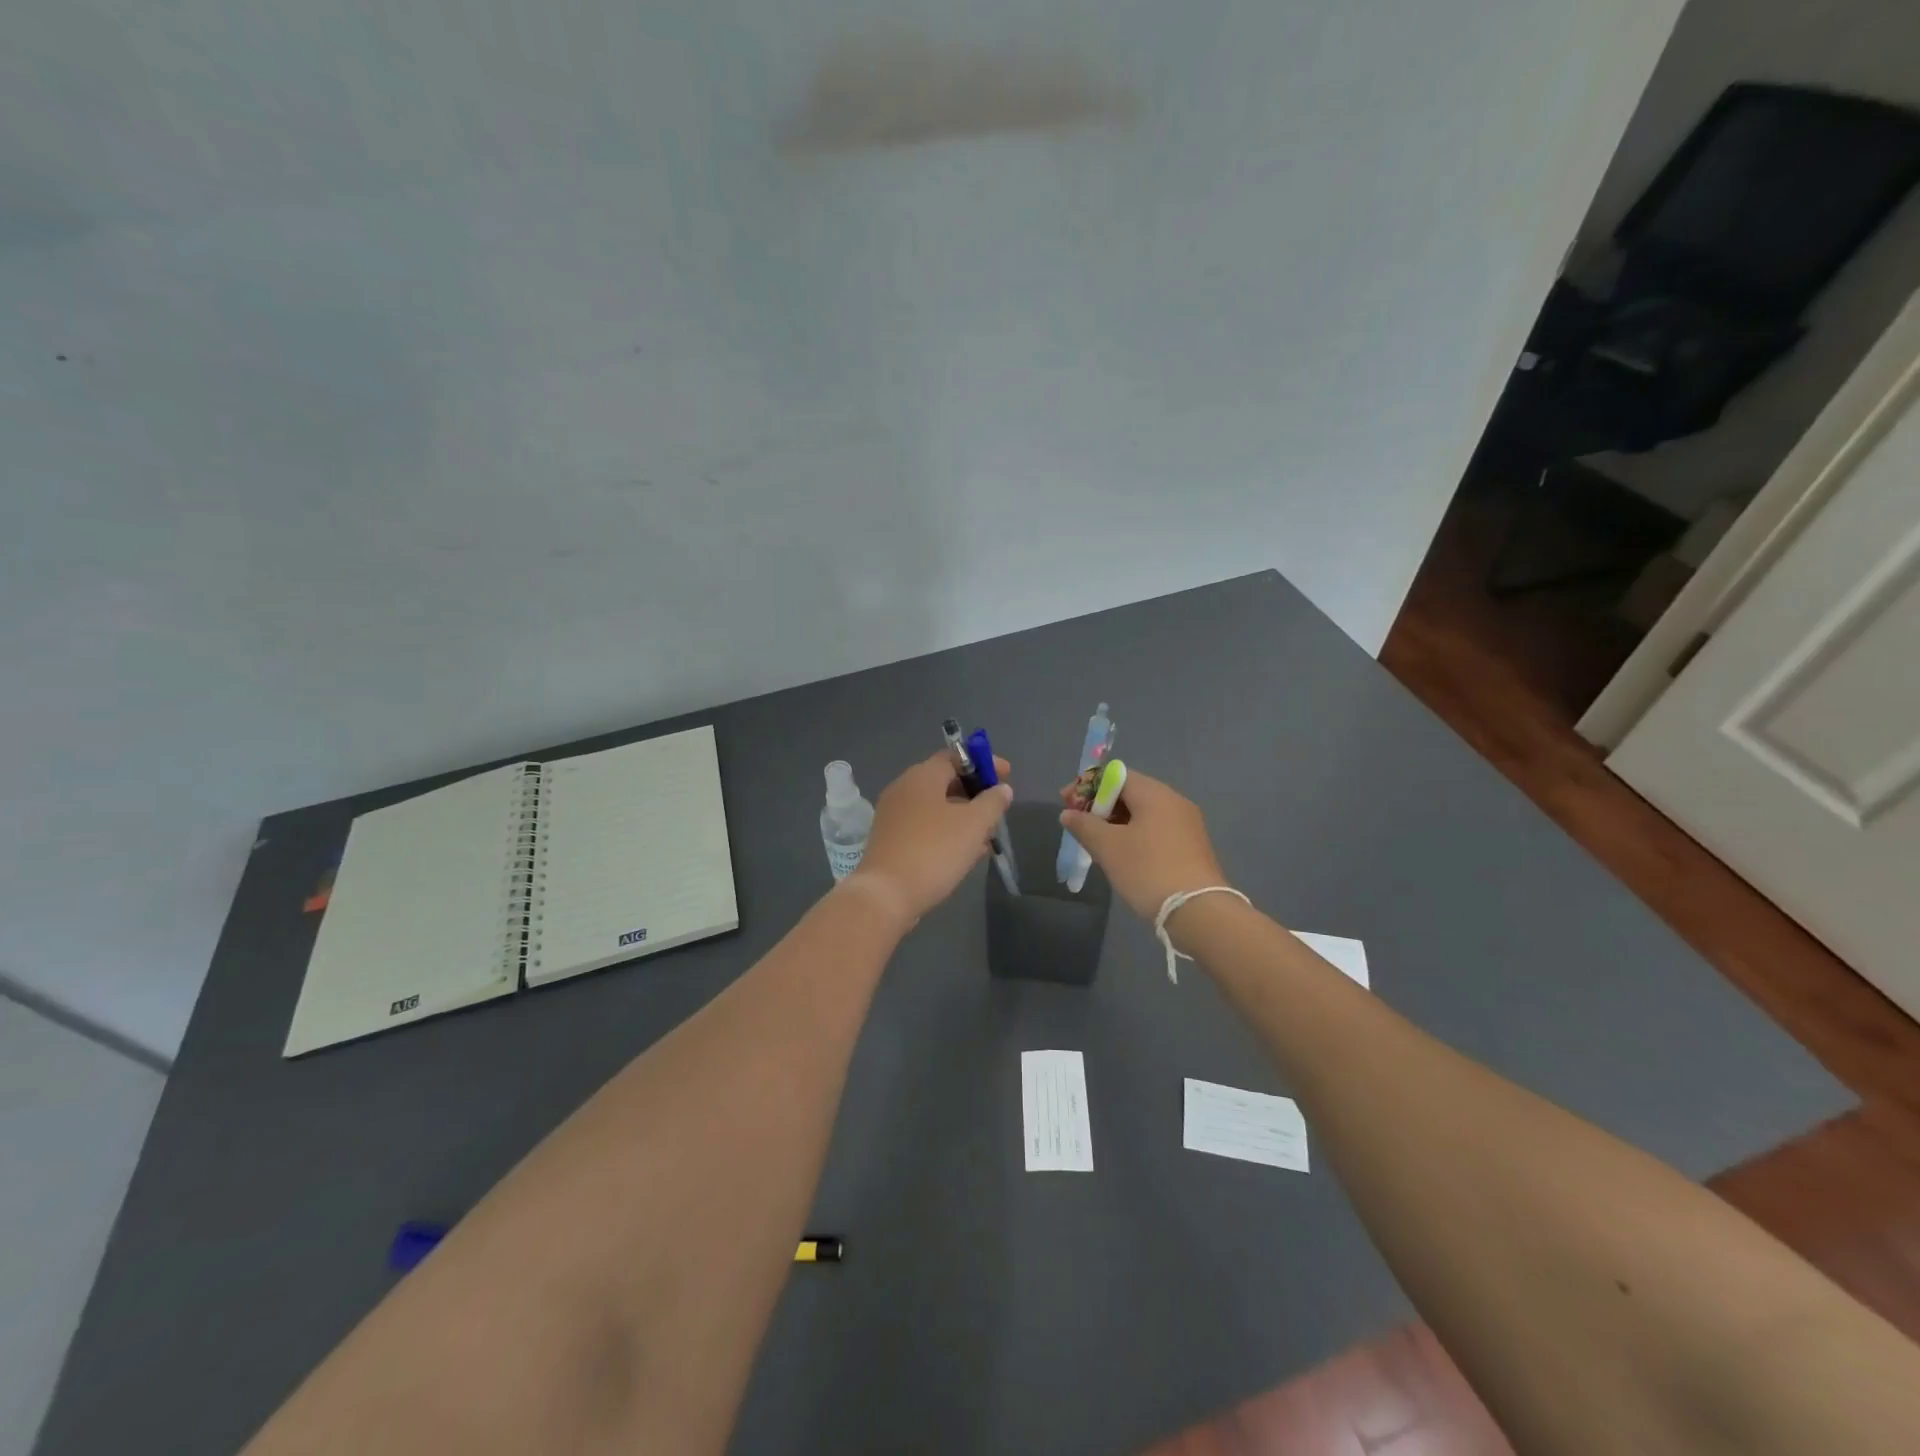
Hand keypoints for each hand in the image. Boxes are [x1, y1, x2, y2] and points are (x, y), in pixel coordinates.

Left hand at [851, 752, 1013, 924]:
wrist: (886, 895)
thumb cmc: (934, 850)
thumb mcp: (974, 824)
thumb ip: (993, 802)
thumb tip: (1002, 789)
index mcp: (922, 775)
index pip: (956, 756)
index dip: (984, 763)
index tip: (1006, 776)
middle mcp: (904, 788)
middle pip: (945, 780)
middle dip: (975, 793)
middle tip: (997, 809)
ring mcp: (893, 814)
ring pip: (936, 806)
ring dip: (963, 816)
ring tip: (987, 836)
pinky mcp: (890, 839)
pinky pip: (925, 826)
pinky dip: (947, 831)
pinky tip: (965, 852)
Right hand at [1058, 770, 1227, 920]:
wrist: (1198, 911)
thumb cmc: (1147, 870)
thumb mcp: (1107, 847)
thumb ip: (1084, 825)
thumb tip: (1068, 813)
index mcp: (1154, 793)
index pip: (1115, 775)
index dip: (1087, 786)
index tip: (1066, 802)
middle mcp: (1174, 800)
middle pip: (1130, 791)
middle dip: (1101, 804)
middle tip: (1078, 823)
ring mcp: (1187, 823)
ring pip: (1144, 812)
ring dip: (1117, 821)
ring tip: (1097, 841)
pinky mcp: (1193, 845)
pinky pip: (1157, 828)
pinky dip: (1135, 833)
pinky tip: (1124, 854)